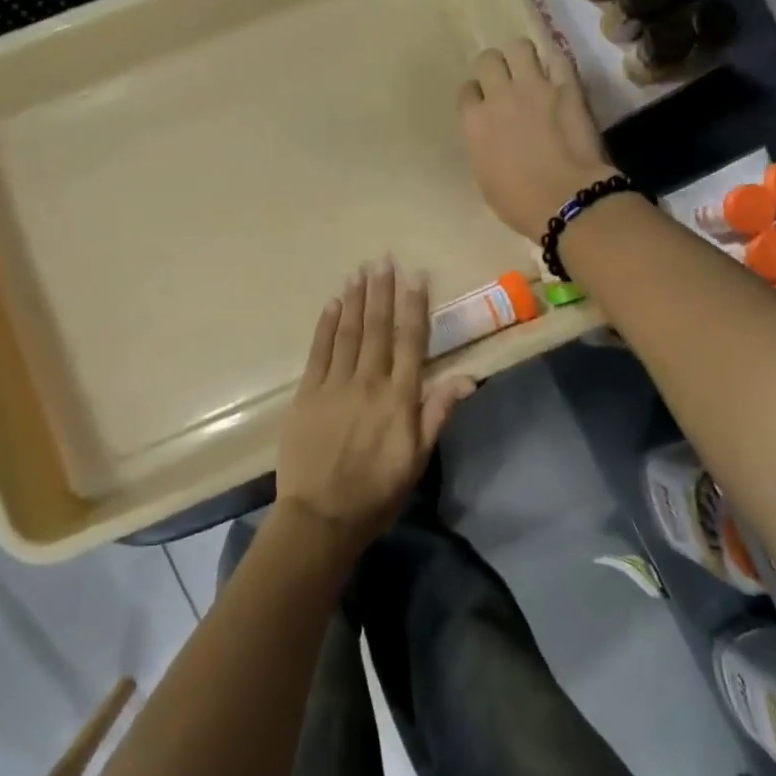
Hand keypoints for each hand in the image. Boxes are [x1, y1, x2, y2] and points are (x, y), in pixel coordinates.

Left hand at [276, 260, 474, 552]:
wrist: (321, 517)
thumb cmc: (377, 492)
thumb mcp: (418, 459)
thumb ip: (438, 413)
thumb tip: (468, 376)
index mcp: (399, 398)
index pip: (410, 342)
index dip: (413, 306)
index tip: (414, 276)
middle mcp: (368, 382)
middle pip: (376, 328)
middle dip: (381, 291)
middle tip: (382, 259)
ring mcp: (334, 385)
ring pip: (347, 332)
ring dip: (354, 299)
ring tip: (359, 271)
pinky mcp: (306, 393)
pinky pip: (318, 351)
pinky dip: (326, 325)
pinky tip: (331, 304)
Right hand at [458, 39, 615, 240]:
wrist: (565, 199)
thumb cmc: (518, 202)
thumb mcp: (485, 176)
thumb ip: (482, 146)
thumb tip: (490, 136)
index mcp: (473, 122)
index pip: (466, 91)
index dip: (475, 95)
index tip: (483, 104)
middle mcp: (499, 96)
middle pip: (488, 60)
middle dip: (494, 67)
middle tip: (505, 81)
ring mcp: (534, 87)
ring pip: (519, 46)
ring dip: (522, 56)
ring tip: (530, 69)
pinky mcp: (567, 86)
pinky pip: (558, 57)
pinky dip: (556, 62)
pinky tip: (558, 73)